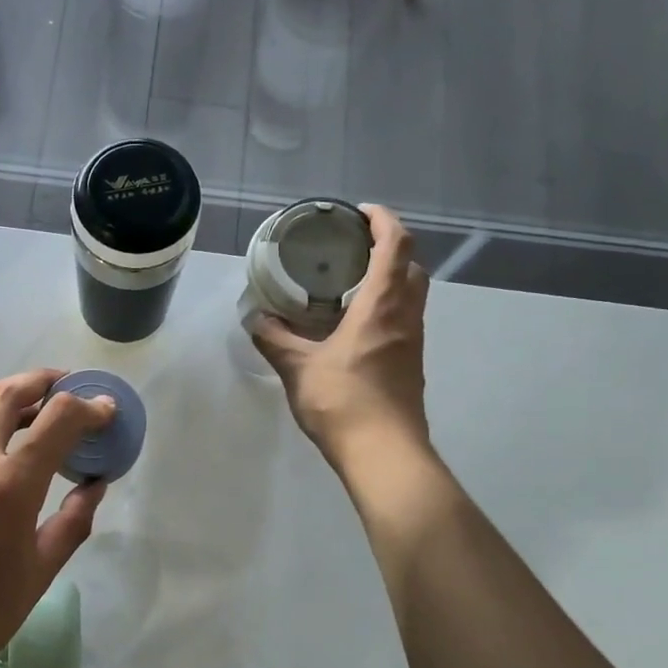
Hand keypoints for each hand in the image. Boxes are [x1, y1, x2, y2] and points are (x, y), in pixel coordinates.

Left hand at [0, 370, 114, 667]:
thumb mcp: (40, 570)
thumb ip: (73, 520)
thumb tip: (95, 484)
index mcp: (8, 485)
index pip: (56, 418)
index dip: (88, 407)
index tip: (107, 410)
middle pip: (8, 393)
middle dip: (44, 380)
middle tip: (71, 389)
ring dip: (17, 402)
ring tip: (47, 419)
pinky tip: (14, 452)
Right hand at [250, 205, 433, 470]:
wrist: (384, 454)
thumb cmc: (343, 402)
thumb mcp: (298, 368)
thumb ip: (275, 340)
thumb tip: (256, 320)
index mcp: (382, 306)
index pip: (396, 245)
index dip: (384, 221)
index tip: (360, 213)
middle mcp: (405, 317)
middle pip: (410, 266)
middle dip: (388, 248)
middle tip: (351, 250)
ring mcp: (412, 343)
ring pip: (410, 295)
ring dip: (388, 280)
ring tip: (348, 285)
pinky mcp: (409, 365)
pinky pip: (402, 321)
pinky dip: (384, 308)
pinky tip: (353, 327)